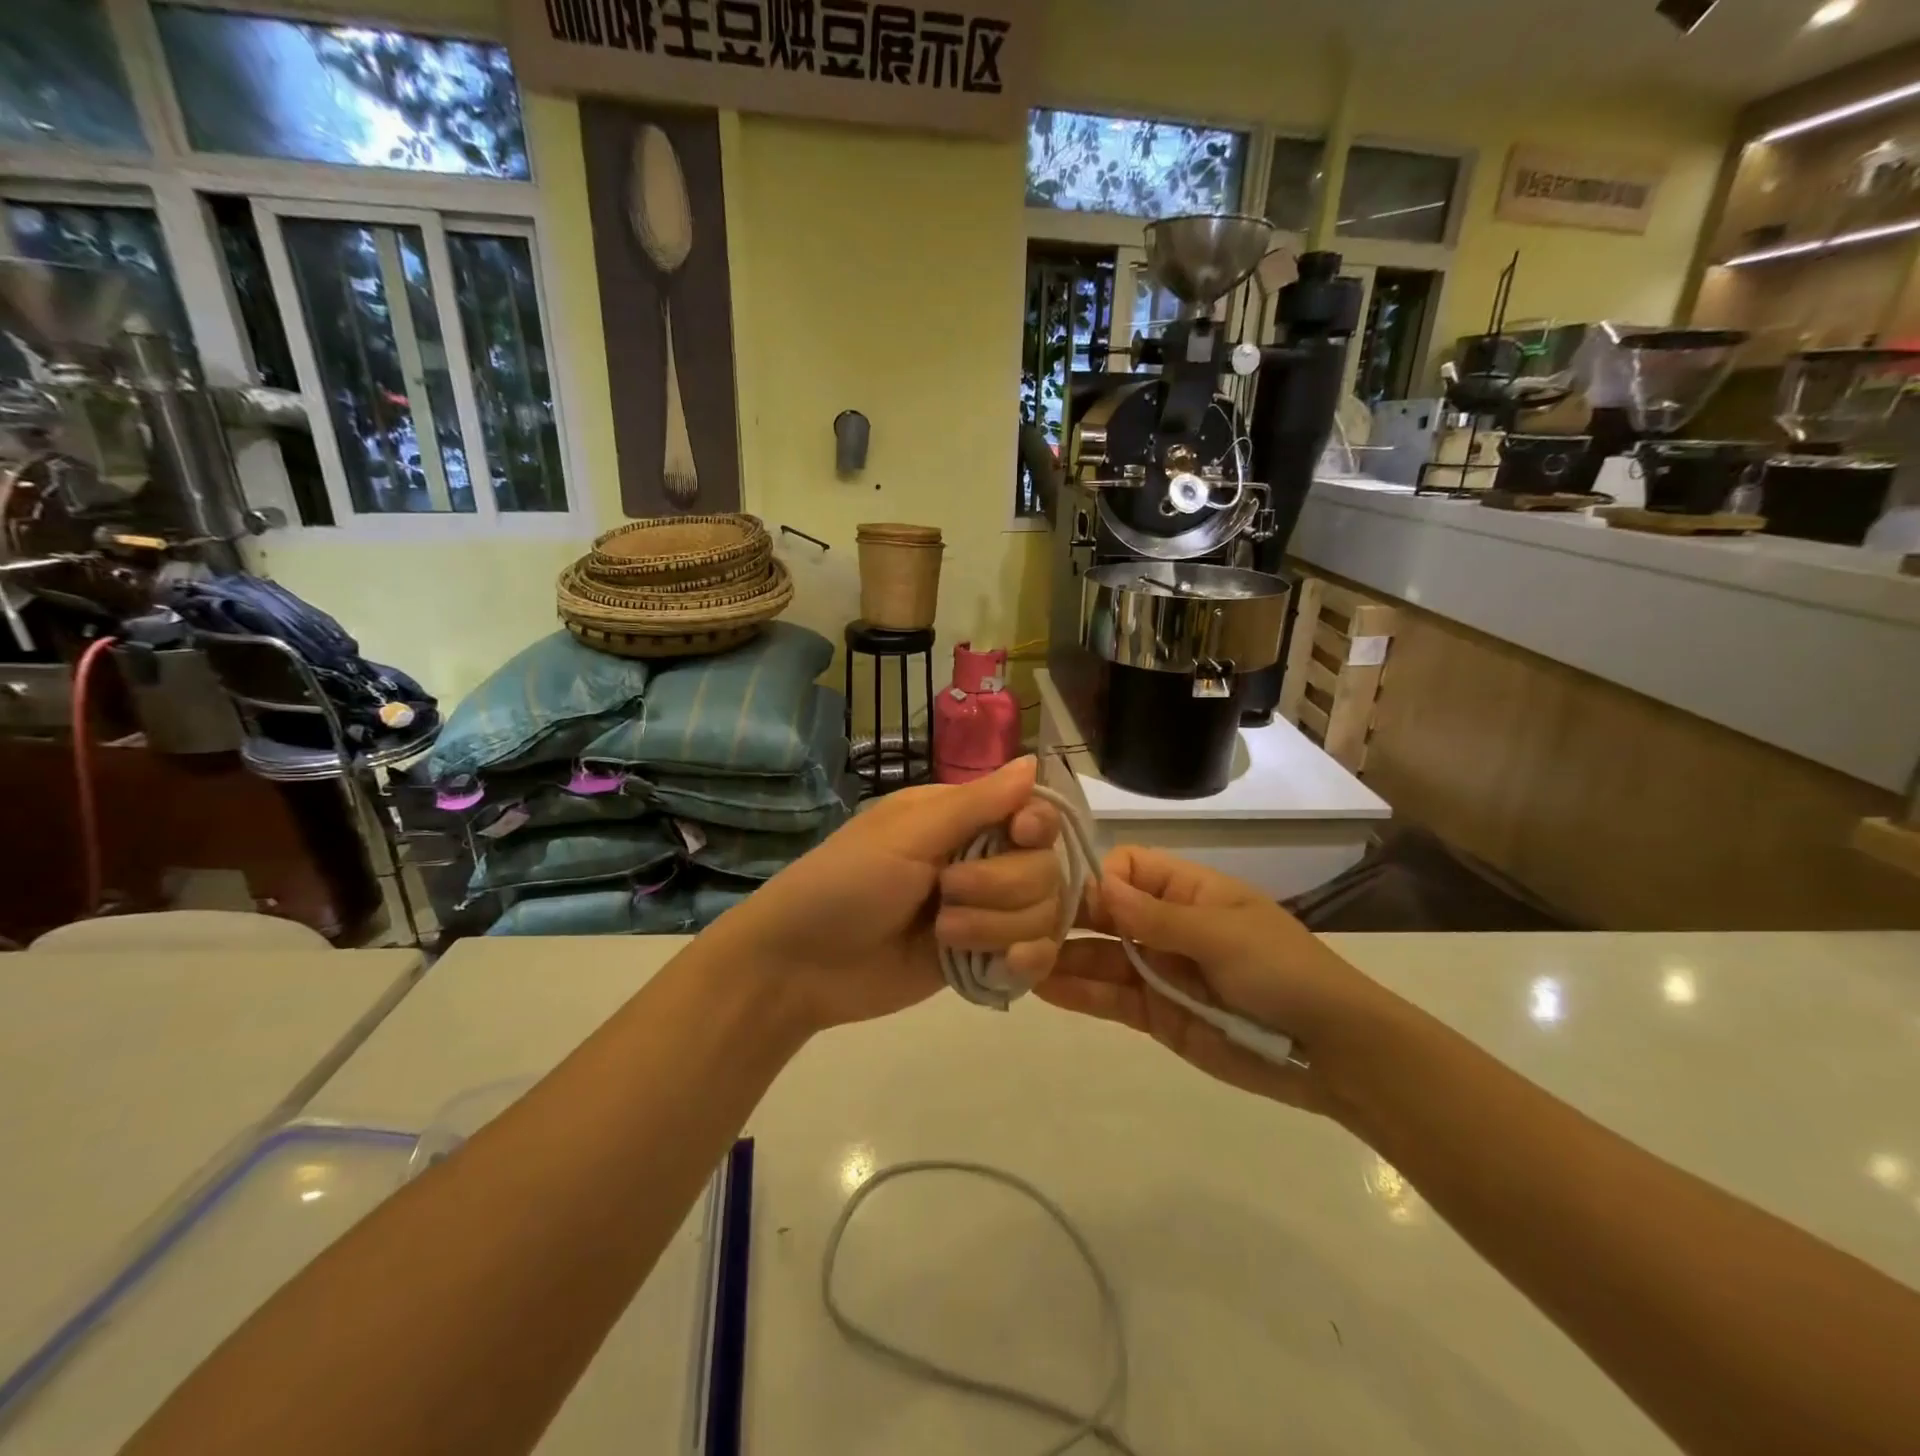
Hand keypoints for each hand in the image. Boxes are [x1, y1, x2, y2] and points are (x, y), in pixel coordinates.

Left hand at [706, 757, 1063, 1034]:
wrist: (802, 966)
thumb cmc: (846, 882)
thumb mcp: (908, 834)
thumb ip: (976, 803)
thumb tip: (1033, 760)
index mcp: (962, 819)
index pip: (1034, 813)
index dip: (1038, 826)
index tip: (1020, 836)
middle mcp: (982, 860)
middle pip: (1045, 867)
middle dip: (1001, 886)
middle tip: (945, 894)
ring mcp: (985, 913)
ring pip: (1043, 913)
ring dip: (997, 925)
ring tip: (943, 936)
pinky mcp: (983, 958)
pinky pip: (1036, 956)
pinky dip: (1026, 961)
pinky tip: (1002, 965)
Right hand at [1037, 848, 1398, 1117]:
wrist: (1333, 1051)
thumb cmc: (1283, 972)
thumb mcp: (1223, 934)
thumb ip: (1157, 916)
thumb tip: (1099, 884)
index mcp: (1188, 891)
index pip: (1126, 868)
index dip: (1098, 878)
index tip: (1065, 894)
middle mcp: (1165, 925)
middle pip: (1104, 912)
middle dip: (1065, 917)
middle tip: (1018, 926)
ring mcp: (1158, 970)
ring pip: (1099, 957)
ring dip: (1061, 957)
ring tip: (1016, 960)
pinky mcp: (1156, 1014)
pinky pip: (1110, 998)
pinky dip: (1078, 992)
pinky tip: (1041, 989)